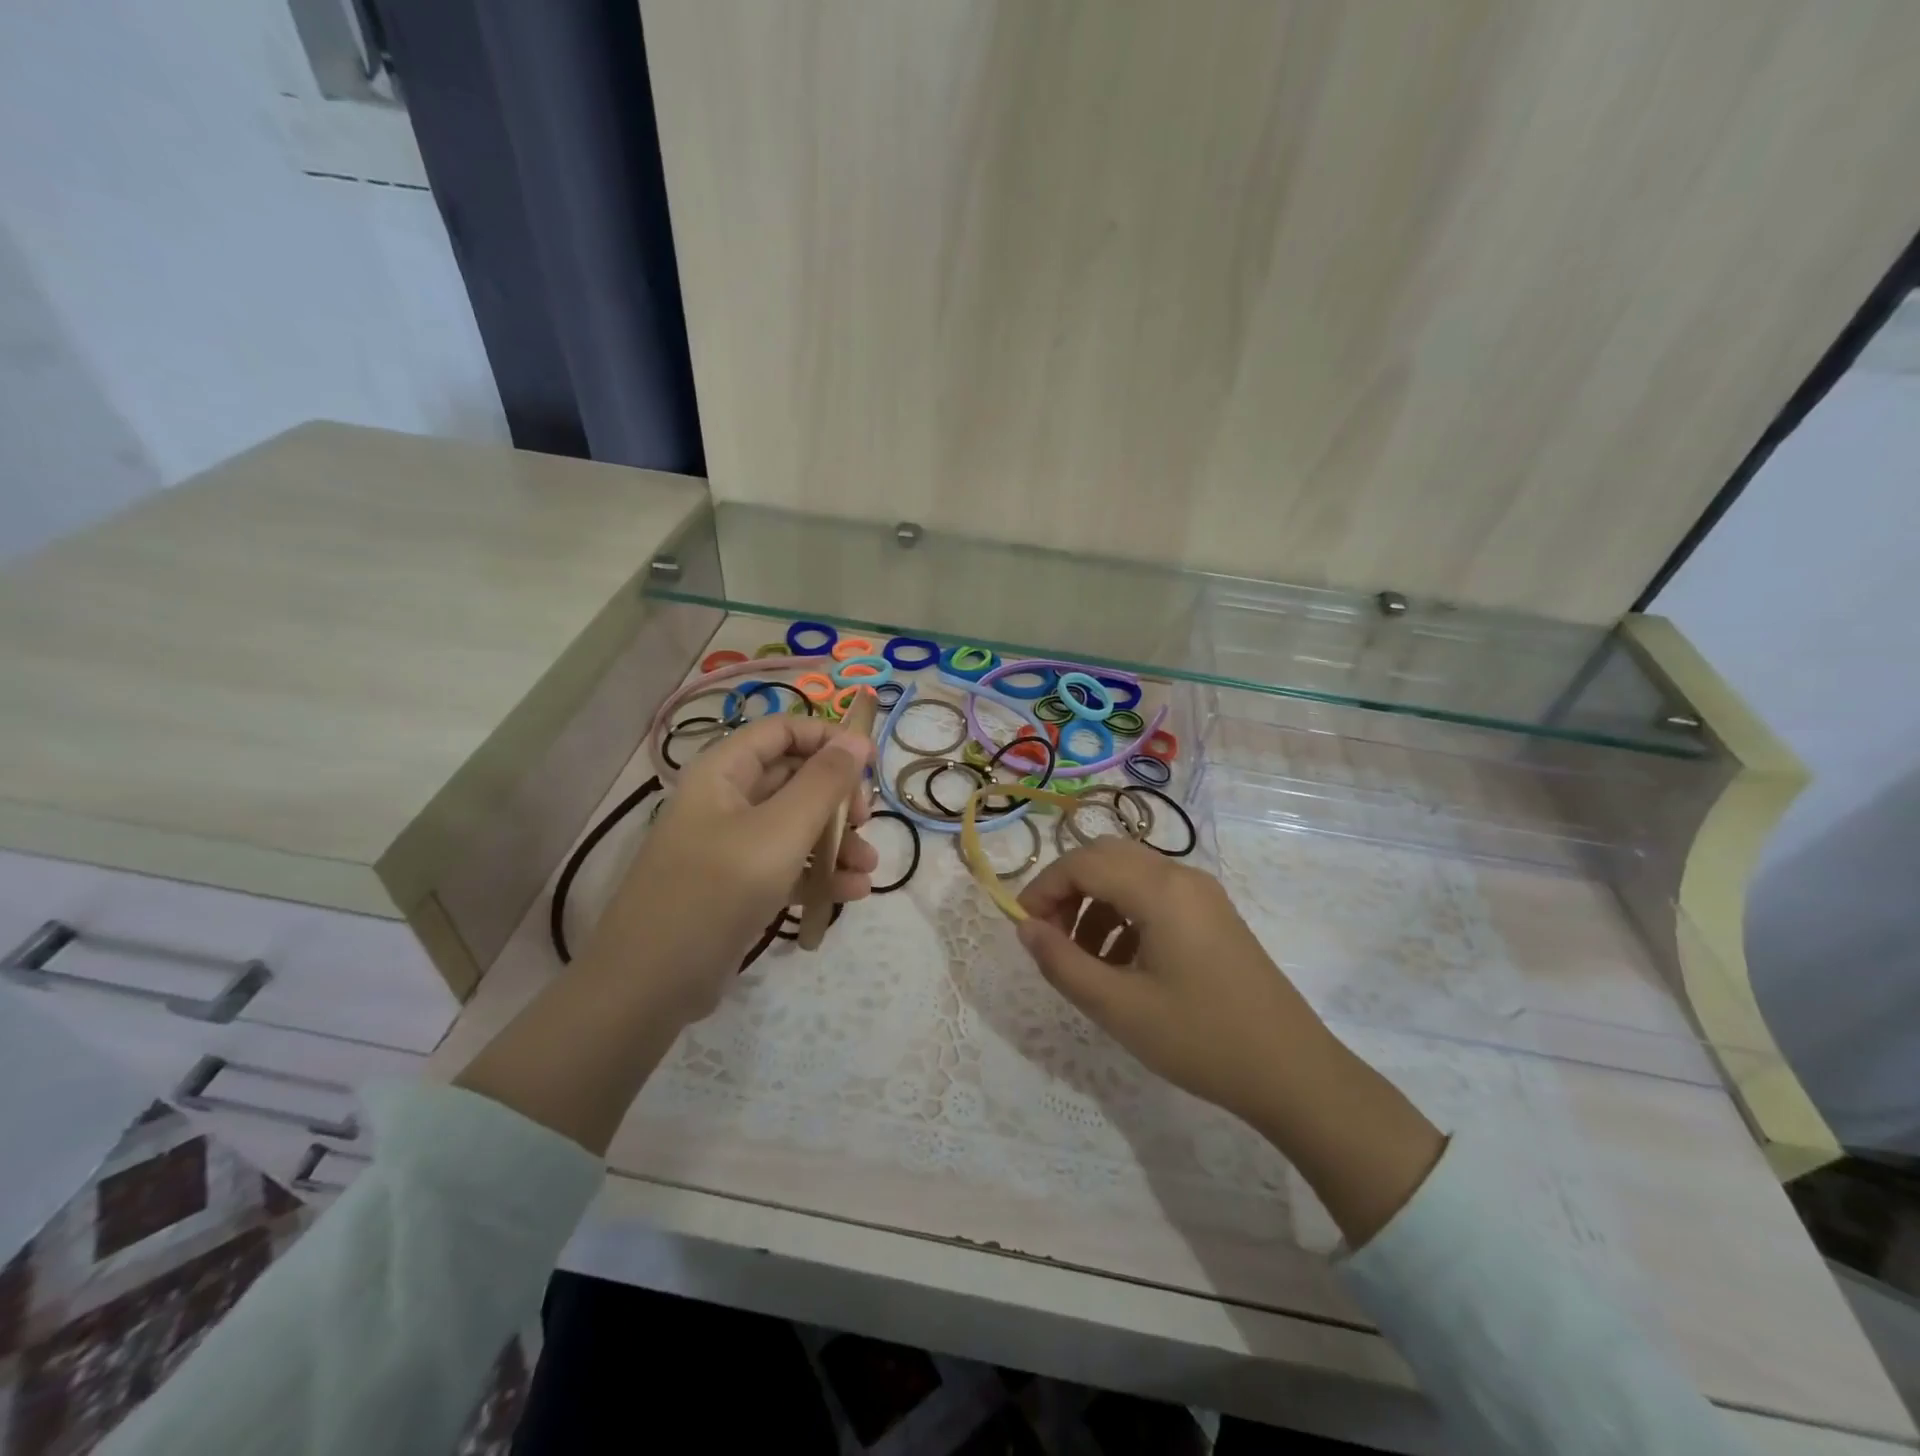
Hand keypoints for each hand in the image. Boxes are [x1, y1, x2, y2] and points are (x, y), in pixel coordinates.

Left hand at [587, 714, 878, 1025]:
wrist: (651, 984)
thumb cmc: (717, 890)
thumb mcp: (780, 831)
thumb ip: (824, 783)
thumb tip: (858, 739)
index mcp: (724, 771)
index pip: (784, 730)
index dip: (829, 738)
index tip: (871, 764)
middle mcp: (727, 799)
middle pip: (795, 777)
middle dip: (838, 798)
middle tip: (865, 822)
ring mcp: (732, 845)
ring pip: (796, 825)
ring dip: (837, 842)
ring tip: (869, 868)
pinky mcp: (739, 886)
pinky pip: (788, 865)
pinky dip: (820, 875)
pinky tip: (852, 893)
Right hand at [1015, 838, 1329, 1126]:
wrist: (1293, 1072)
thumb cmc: (1201, 1039)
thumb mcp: (1119, 1008)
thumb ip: (1062, 963)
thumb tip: (1025, 928)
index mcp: (1160, 890)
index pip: (1082, 863)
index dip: (1043, 889)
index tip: (1023, 928)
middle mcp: (1181, 876)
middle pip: (1106, 857)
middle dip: (1068, 889)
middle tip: (1050, 937)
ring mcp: (1202, 894)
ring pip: (1130, 874)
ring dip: (1095, 902)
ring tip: (1082, 958)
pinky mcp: (1213, 915)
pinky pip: (1155, 895)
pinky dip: (1124, 914)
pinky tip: (1121, 963)